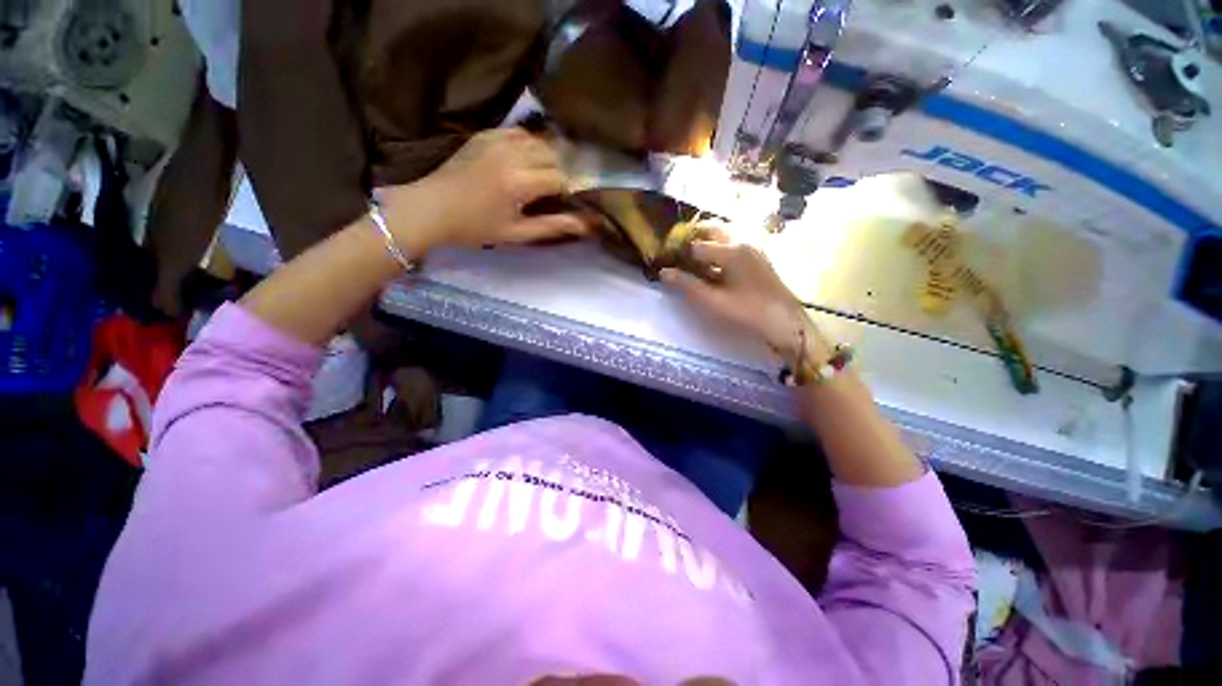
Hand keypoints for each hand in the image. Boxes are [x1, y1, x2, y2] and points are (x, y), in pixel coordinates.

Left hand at [379, 128, 585, 254]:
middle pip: (555, 156)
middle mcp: (512, 154)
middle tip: (557, 192)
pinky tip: (529, 160)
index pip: (562, 178)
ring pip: (540, 141)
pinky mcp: (486, 134)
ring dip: (549, 157)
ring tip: (546, 176)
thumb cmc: (475, 228)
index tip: (569, 203)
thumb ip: (554, 226)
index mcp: (520, 182)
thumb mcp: (517, 233)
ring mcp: (497, 139)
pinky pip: (520, 133)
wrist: (431, 208)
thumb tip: (588, 225)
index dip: (570, 191)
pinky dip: (531, 145)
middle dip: (562, 173)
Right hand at [660, 225, 825, 359]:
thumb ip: (687, 285)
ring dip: (708, 239)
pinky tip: (714, 263)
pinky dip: (720, 246)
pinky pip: (735, 242)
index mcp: (731, 251)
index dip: (680, 251)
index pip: (697, 244)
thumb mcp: (713, 301)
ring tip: (694, 256)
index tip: (669, 259)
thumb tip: (664, 272)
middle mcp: (743, 242)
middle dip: (694, 235)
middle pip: (713, 228)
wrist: (784, 321)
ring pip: (725, 233)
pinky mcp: (758, 256)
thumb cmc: (747, 311)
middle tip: (679, 250)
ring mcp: (753, 247)